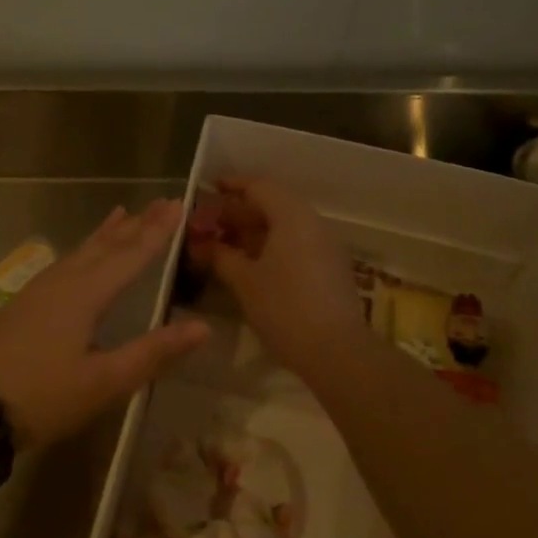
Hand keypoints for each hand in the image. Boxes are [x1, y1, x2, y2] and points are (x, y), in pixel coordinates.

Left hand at [0, 200, 208, 449]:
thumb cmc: (44, 395)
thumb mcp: (105, 381)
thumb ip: (154, 352)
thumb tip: (204, 326)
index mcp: (87, 293)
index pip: (132, 254)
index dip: (158, 232)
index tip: (179, 205)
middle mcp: (65, 280)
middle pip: (108, 244)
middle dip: (137, 224)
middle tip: (162, 202)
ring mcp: (41, 289)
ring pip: (84, 250)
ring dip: (109, 232)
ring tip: (124, 212)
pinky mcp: (26, 301)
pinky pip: (67, 261)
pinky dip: (85, 248)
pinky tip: (82, 255)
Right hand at [197, 178, 366, 374]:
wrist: (337, 351)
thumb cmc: (284, 307)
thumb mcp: (244, 280)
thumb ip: (220, 256)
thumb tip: (200, 243)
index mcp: (291, 216)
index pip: (258, 186)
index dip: (231, 185)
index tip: (208, 187)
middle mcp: (312, 222)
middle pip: (272, 204)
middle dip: (238, 211)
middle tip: (208, 223)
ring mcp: (324, 246)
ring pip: (283, 226)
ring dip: (252, 231)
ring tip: (223, 244)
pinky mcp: (330, 268)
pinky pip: (295, 243)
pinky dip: (270, 246)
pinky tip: (249, 264)